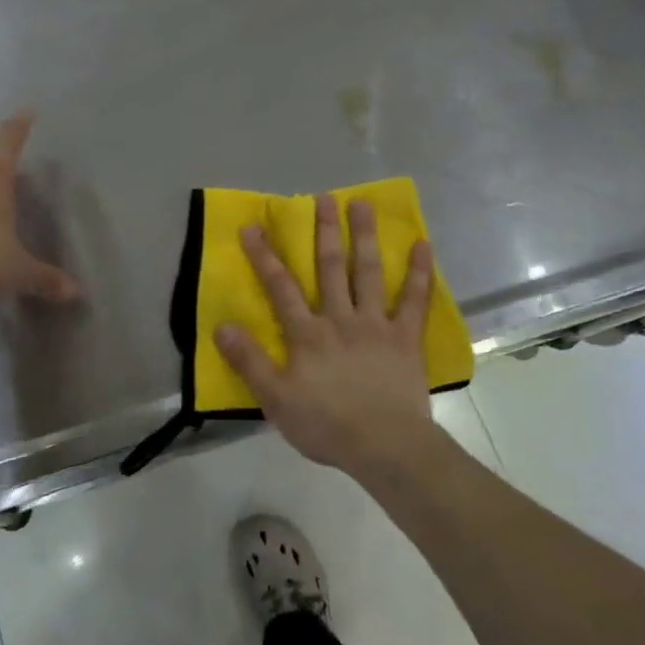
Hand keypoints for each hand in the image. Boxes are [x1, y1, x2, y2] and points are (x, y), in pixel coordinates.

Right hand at [213, 193, 437, 476]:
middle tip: (324, 196)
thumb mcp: (275, 400)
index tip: (253, 226)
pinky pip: (414, 300)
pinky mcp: (406, 338)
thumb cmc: (326, 425)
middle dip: (325, 231)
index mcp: (308, 334)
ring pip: (369, 273)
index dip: (265, 256)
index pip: (281, 288)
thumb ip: (249, 362)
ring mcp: (376, 324)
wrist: (385, 447)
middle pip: (330, 268)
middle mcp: (341, 318)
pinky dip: (419, 272)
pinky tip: (423, 245)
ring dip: (365, 237)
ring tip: (363, 204)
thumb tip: (221, 326)